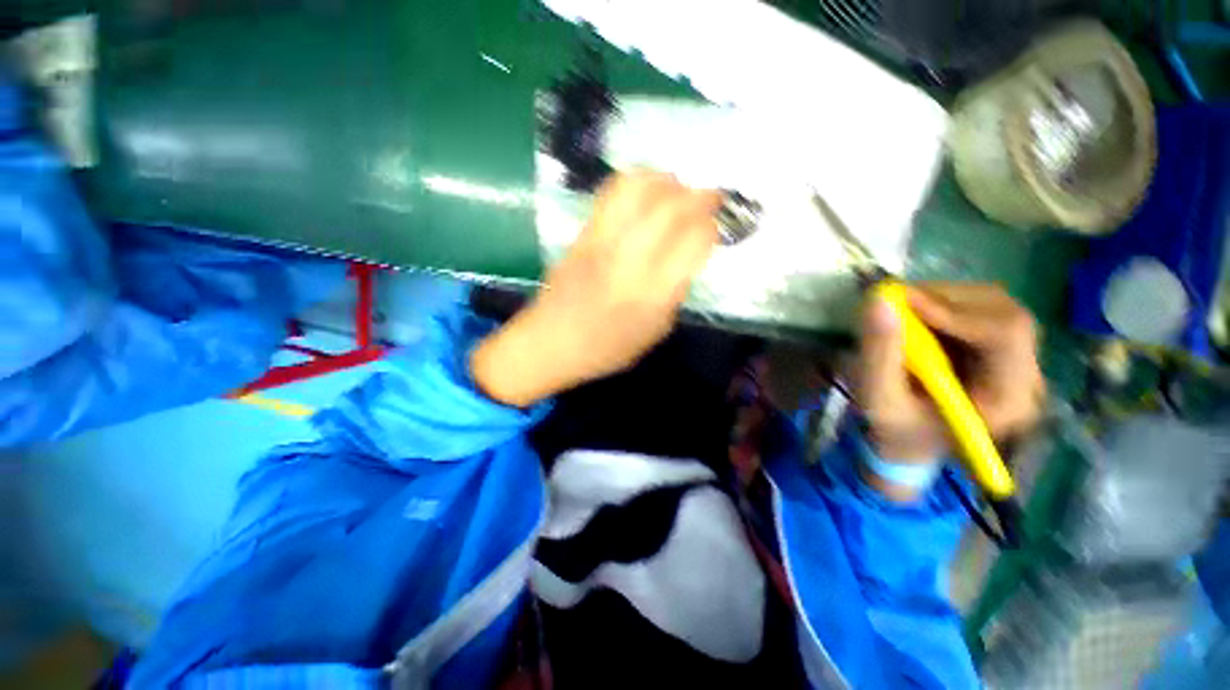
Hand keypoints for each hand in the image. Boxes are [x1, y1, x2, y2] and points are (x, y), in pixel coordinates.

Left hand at [471, 171, 721, 406]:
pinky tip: (647, 191)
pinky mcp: (583, 233)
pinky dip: (638, 182)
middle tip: (710, 197)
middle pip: (671, 209)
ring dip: (667, 181)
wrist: (548, 342)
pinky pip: (612, 193)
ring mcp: (603, 242)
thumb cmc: (606, 348)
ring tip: (677, 189)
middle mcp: (630, 262)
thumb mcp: (654, 333)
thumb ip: (675, 293)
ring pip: (640, 189)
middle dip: (700, 196)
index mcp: (653, 295)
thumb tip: (686, 257)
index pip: (694, 243)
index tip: (715, 228)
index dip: (711, 228)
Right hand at [855, 283, 1044, 467]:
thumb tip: (879, 300)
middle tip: (896, 301)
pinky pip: (982, 308)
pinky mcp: (1002, 346)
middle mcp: (1026, 375)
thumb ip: (879, 353)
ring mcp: (1019, 359)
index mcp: (1007, 400)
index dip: (957, 312)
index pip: (1005, 336)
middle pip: (1005, 314)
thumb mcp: (879, 398)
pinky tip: (917, 319)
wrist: (910, 440)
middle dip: (947, 300)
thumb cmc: (896, 427)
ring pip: (994, 304)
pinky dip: (943, 304)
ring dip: (943, 299)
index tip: (903, 300)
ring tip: (903, 312)